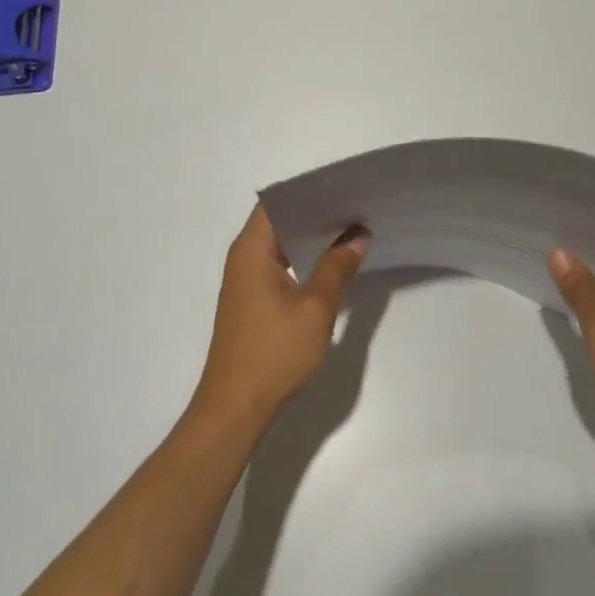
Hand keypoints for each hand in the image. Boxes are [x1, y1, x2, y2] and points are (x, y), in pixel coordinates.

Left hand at [191, 205, 368, 431]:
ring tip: (351, 226)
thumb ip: (338, 266)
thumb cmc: (274, 353)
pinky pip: (279, 263)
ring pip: (280, 242)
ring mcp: (245, 279)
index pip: (278, 201)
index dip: (309, 190)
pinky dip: (303, 256)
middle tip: (356, 204)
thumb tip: (359, 234)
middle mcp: (243, 257)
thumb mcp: (315, 307)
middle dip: (316, 211)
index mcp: (252, 249)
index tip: (343, 186)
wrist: (235, 409)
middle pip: (279, 219)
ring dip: (311, 235)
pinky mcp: (251, 299)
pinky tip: (331, 261)